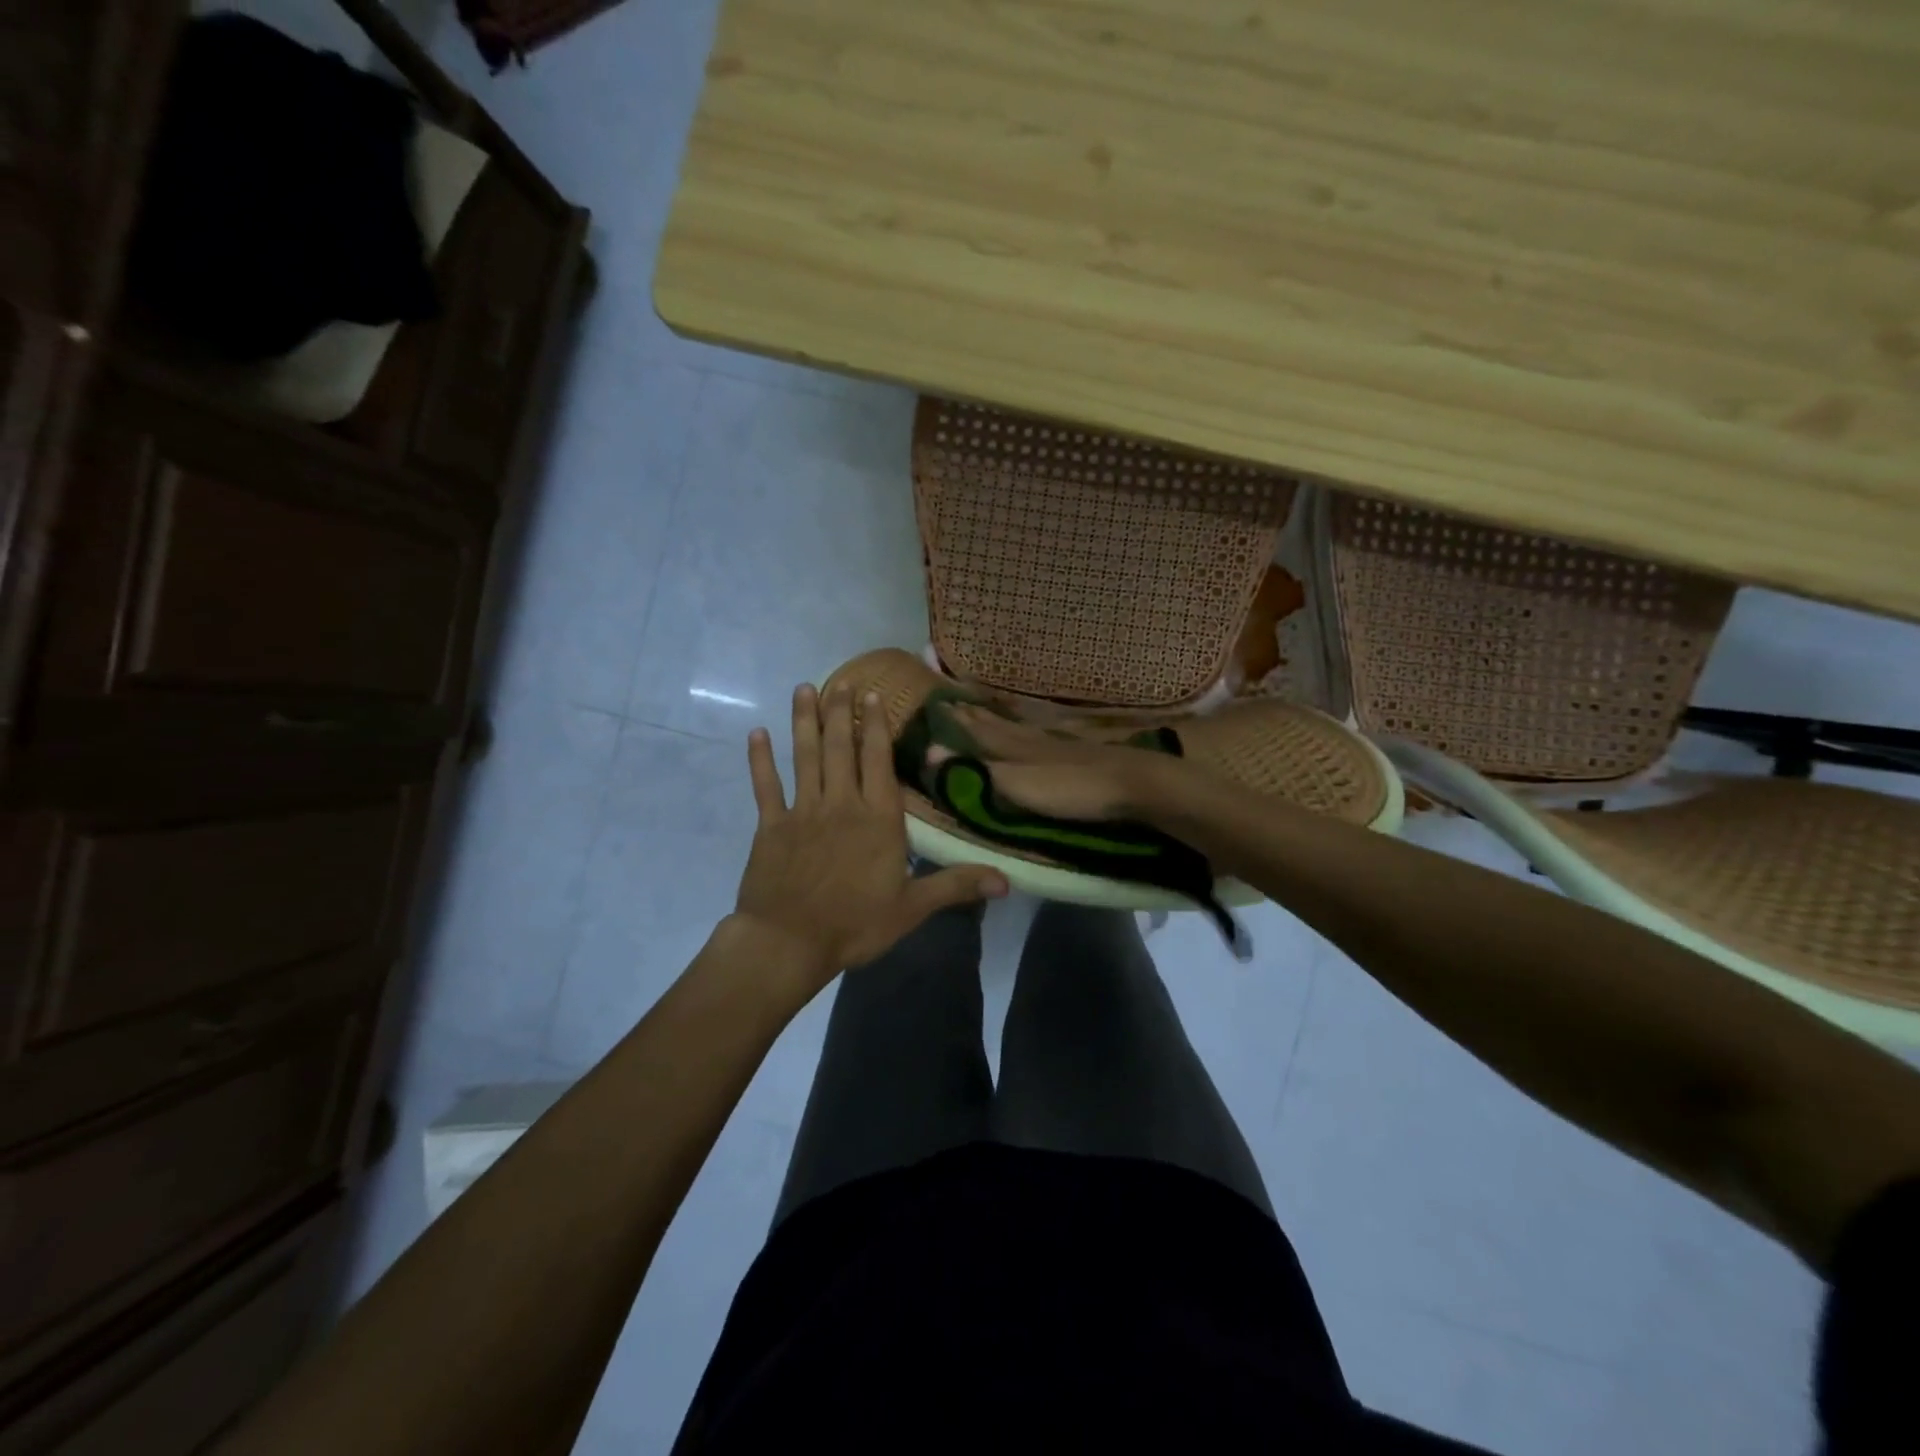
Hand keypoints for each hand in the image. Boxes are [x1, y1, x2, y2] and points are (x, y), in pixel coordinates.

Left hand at [733, 683, 1007, 990]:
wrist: (789, 943)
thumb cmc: (855, 925)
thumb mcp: (912, 908)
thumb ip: (956, 885)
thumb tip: (1008, 881)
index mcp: (878, 819)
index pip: (878, 761)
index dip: (876, 726)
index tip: (872, 695)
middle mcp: (841, 804)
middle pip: (841, 748)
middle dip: (841, 711)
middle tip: (841, 680)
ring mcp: (803, 812)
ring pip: (805, 757)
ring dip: (805, 722)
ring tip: (803, 689)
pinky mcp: (771, 826)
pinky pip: (765, 786)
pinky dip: (760, 760)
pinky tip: (757, 734)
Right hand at [949, 705, 1197, 821]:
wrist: (1130, 783)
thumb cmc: (1068, 789)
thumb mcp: (1015, 785)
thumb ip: (975, 770)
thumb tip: (928, 751)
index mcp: (1012, 746)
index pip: (977, 731)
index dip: (957, 722)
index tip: (936, 705)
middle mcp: (1031, 738)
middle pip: (997, 724)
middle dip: (974, 714)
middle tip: (953, 700)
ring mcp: (1057, 742)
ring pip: (1020, 725)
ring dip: (999, 716)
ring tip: (985, 706)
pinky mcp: (1079, 751)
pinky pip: (1043, 732)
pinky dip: (1030, 725)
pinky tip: (1035, 727)